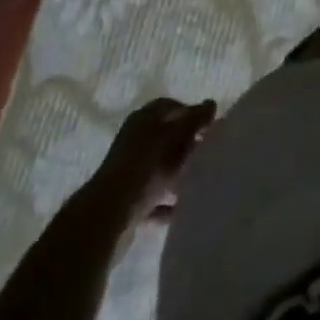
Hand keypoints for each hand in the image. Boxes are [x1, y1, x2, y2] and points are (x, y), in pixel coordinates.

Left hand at [99, 97, 216, 221]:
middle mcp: (134, 141)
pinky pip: (154, 197)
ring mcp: (129, 172)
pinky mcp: (128, 201)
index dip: (191, 113)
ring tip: (200, 180)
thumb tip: (211, 103)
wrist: (108, 216)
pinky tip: (183, 207)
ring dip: (178, 174)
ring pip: (160, 168)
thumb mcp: (174, 137)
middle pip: (166, 137)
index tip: (209, 126)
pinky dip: (168, 202)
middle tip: (208, 152)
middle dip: (187, 145)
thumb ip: (194, 119)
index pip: (170, 107)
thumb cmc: (144, 166)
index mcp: (143, 120)